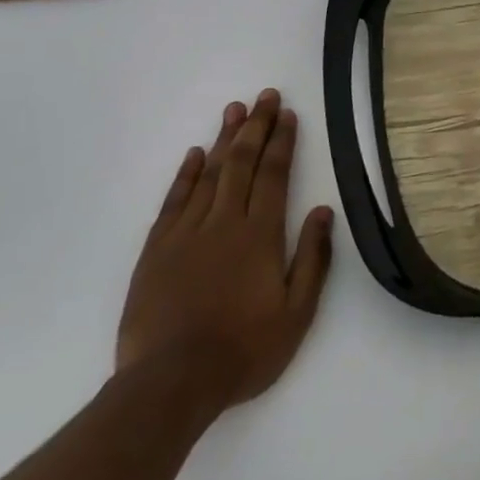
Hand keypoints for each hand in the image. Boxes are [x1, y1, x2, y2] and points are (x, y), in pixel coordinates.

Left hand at [116, 89, 333, 417]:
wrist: (170, 384)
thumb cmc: (243, 350)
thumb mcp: (296, 314)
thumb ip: (312, 259)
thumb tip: (323, 211)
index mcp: (261, 235)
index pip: (274, 174)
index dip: (282, 142)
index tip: (288, 114)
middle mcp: (225, 222)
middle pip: (242, 163)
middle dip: (256, 127)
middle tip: (265, 96)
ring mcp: (187, 233)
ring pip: (209, 174)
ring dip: (223, 139)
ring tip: (235, 110)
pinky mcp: (157, 249)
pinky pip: (174, 200)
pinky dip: (185, 174)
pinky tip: (194, 154)